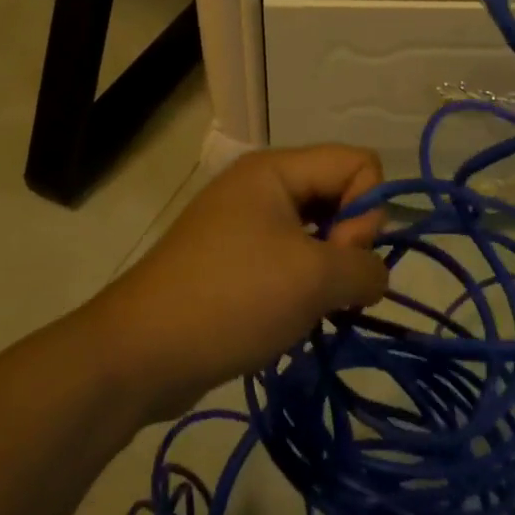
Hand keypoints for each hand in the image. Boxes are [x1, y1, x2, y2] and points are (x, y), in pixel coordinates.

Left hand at [79, 145, 387, 422]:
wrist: (141, 352)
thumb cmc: (232, 298)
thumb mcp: (314, 279)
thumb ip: (365, 267)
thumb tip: (373, 275)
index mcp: (275, 170)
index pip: (358, 162)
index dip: (367, 210)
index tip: (342, 256)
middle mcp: (260, 186)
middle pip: (337, 193)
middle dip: (349, 242)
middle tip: (325, 286)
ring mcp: (243, 224)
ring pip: (316, 231)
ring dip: (327, 271)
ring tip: (312, 308)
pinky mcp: (233, 260)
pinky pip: (289, 258)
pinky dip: (301, 286)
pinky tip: (291, 317)